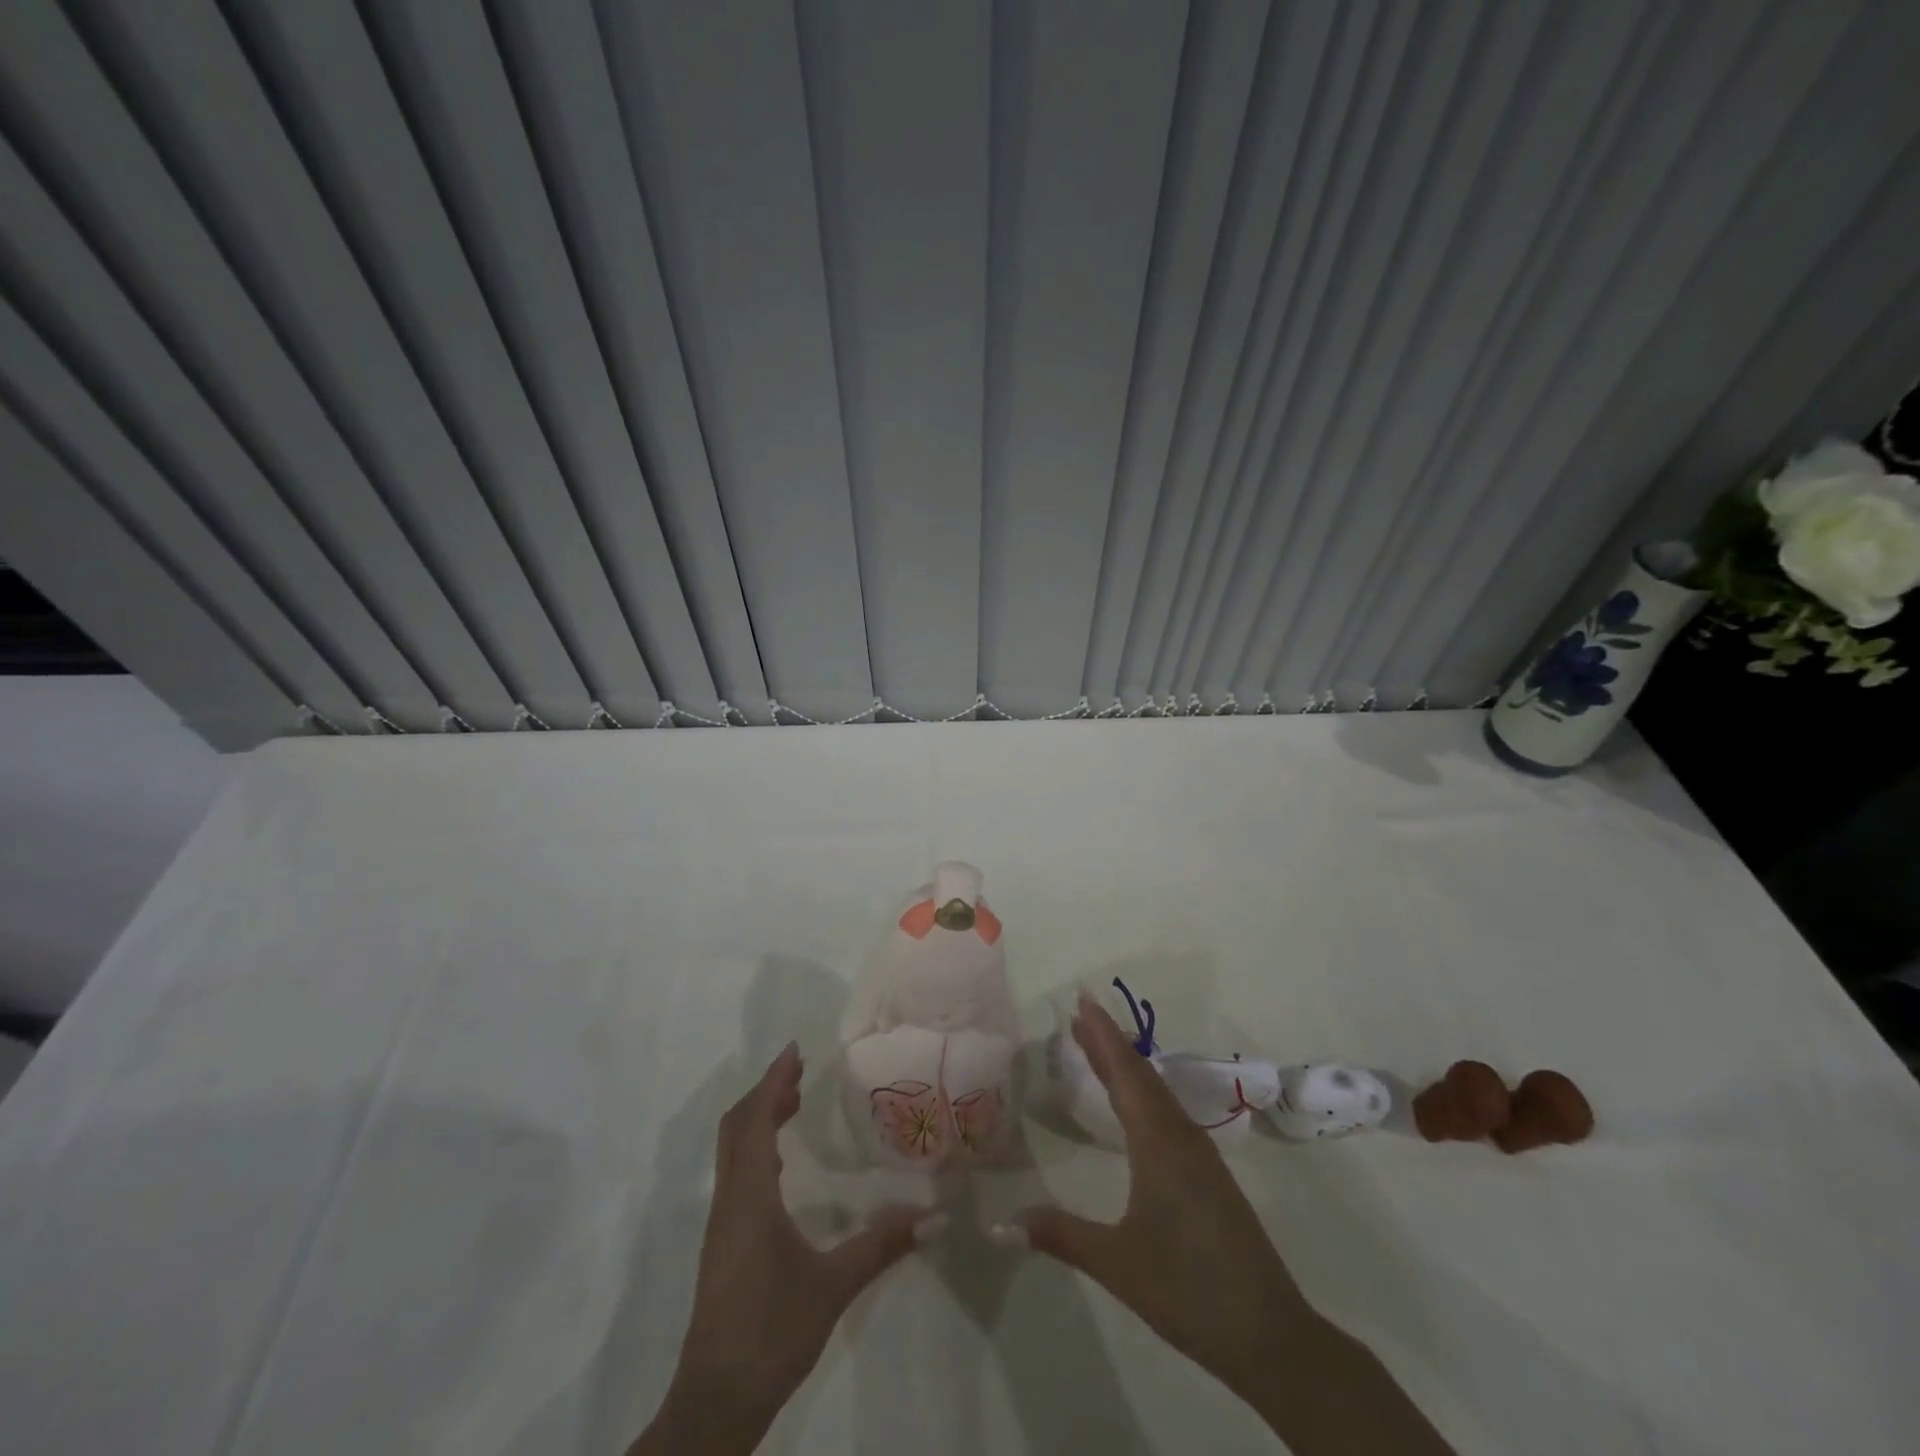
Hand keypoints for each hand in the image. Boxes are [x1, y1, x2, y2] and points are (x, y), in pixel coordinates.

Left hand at [631, 1044, 933, 1455]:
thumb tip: (934, 1216)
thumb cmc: (772, 1332)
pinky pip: (736, 1173)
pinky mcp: (723, 1242)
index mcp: (750, 1196)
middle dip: (766, 1092)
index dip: (772, 1081)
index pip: (754, 1119)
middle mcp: (729, 1199)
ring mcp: (722, 1222)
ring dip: (759, 1117)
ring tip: (794, 1102)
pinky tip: (781, 1161)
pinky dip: (755, 1146)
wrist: (715, 1401)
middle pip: (737, 1127)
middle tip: (801, 1071)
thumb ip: (881, 1245)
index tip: (796, 1051)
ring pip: (732, 1150)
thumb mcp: (833, 1285)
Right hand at [1012, 994, 1454, 1455]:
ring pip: (1157, 1094)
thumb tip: (1003, 1221)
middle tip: (1079, 1014)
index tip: (1082, 1000)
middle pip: (1141, 1076)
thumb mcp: (1117, 1263)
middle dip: (1109, 1043)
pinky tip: (1134, 1106)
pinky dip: (1142, 1093)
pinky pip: (1167, 1114)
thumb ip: (1061, 1235)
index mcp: (1159, 1143)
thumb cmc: (1189, 1289)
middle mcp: (1181, 1137)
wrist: (1270, 1335)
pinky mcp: (1208, 1175)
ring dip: (1125, 1067)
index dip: (1102, 1035)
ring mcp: (1199, 1156)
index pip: (1125, 1074)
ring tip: (1096, 1047)